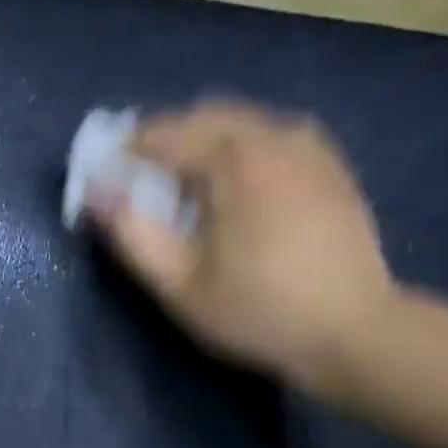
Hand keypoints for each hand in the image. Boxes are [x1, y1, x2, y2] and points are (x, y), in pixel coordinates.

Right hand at [86, 100, 396, 396]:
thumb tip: (95, 190)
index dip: (126, 153)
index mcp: (233, 159)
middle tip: (148, 189)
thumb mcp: (177, 283)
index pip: (162, 133)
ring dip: (205, 146)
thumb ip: (130, 232)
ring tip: (193, 195)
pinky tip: (240, 196)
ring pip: (240, 124)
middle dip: (166, 143)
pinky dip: (242, 153)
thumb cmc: (255, 311)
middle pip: (203, 116)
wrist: (352, 330)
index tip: (108, 182)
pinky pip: (272, 138)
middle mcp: (273, 135)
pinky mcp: (330, 165)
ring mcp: (309, 146)